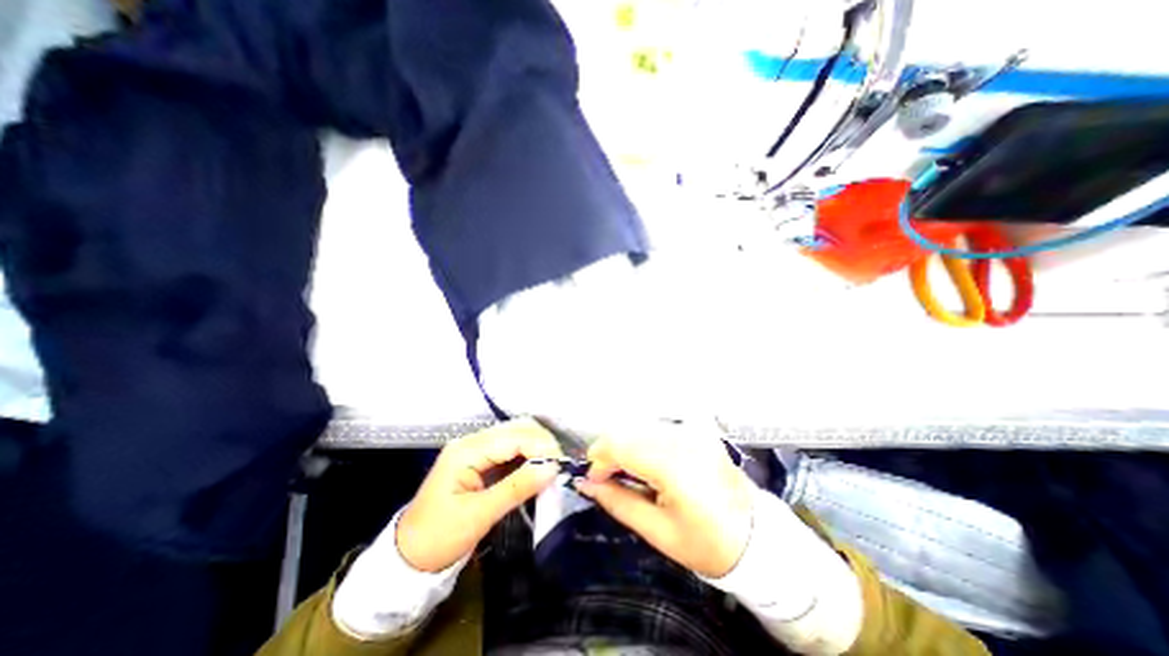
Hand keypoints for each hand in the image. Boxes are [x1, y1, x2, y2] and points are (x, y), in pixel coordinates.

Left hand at [394, 418, 562, 572]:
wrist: (409, 557)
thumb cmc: (439, 538)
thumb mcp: (479, 515)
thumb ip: (517, 488)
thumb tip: (552, 468)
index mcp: (467, 450)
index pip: (513, 437)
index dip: (540, 446)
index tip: (562, 463)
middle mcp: (472, 442)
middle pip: (516, 429)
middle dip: (542, 443)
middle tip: (559, 465)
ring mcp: (476, 448)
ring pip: (516, 436)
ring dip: (537, 447)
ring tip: (553, 465)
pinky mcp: (481, 459)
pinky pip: (511, 449)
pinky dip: (528, 455)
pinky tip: (538, 467)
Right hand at [575, 420, 752, 578]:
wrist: (757, 538)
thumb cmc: (707, 543)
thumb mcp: (658, 531)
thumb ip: (618, 501)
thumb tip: (585, 483)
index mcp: (674, 465)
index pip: (621, 445)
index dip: (600, 460)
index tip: (595, 481)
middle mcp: (683, 438)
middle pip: (628, 430)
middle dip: (611, 452)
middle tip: (610, 479)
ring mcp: (692, 431)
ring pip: (641, 427)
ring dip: (626, 446)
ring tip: (630, 474)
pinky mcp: (697, 430)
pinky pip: (658, 429)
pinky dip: (643, 443)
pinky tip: (648, 464)